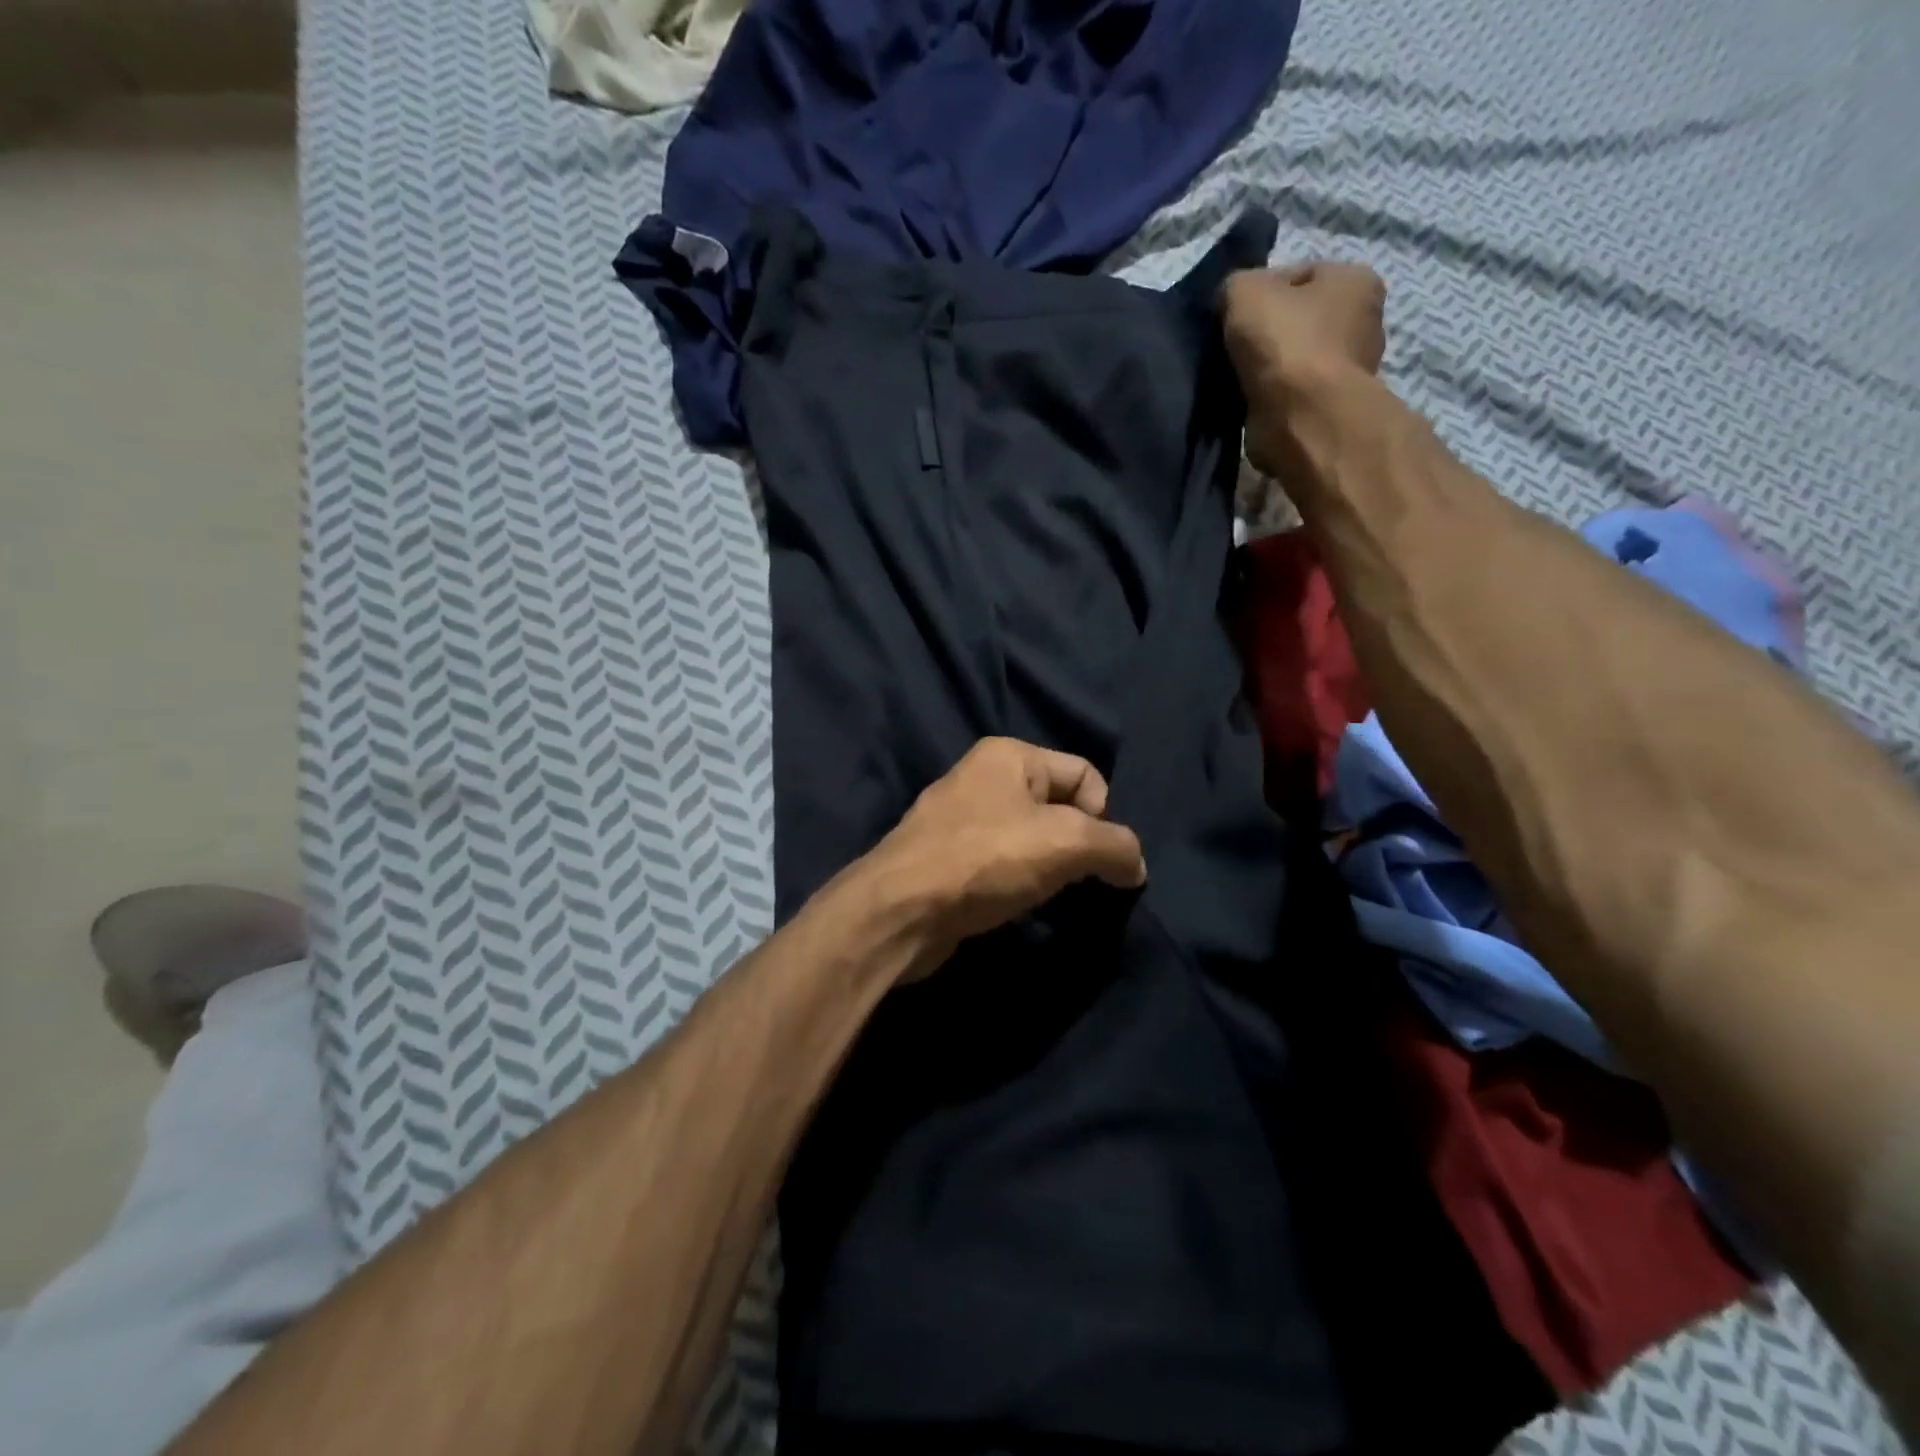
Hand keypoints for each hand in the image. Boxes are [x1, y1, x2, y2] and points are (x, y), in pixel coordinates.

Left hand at [860, 738, 1146, 980]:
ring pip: (1031, 840)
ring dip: (1049, 869)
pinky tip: (1015, 905)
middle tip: (1074, 880)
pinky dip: (1018, 884)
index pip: (1086, 774)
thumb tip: (1135, 865)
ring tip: (1044, 896)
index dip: (1103, 816)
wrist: (900, 910)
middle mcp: (983, 778)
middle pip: (1059, 807)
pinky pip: (1002, 864)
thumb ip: (1115, 847)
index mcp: (1009, 755)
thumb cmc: (985, 859)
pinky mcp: (947, 859)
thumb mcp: (1066, 843)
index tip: (1095, 858)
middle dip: (1077, 845)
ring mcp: (960, 820)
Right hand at [1222, 262, 1386, 475]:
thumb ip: (1235, 285)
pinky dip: (1269, 398)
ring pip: (1292, 359)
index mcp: (1356, 279)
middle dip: (1265, 333)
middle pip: (1297, 319)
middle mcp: (1363, 322)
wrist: (1301, 417)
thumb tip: (1230, 302)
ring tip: (1235, 378)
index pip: (1298, 274)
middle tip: (1231, 348)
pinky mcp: (1327, 408)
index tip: (1233, 316)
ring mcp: (1347, 370)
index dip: (1259, 293)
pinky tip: (1249, 401)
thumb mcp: (1244, 290)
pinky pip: (1290, 394)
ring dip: (1264, 369)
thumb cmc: (1284, 342)